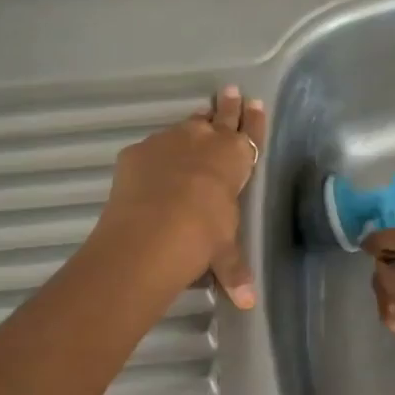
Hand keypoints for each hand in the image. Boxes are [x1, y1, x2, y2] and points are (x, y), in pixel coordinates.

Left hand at [96, 87, 265, 306]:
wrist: (152, 232)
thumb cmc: (203, 236)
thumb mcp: (223, 252)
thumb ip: (234, 270)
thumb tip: (248, 303)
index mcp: (234, 160)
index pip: (250, 133)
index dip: (254, 120)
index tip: (256, 103)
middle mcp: (204, 142)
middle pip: (220, 116)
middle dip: (227, 105)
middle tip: (229, 90)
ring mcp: (168, 142)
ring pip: (186, 126)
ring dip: (193, 125)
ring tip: (196, 121)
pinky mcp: (138, 152)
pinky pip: (152, 147)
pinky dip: (157, 153)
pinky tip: (153, 165)